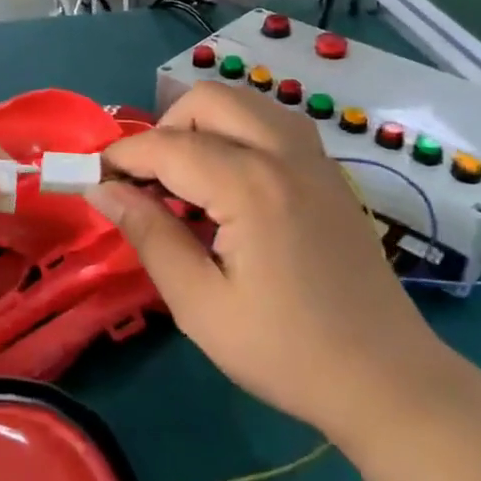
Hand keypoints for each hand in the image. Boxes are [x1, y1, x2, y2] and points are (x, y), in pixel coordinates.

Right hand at [89, 81, 454, 449]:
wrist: (387, 381)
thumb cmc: (285, 351)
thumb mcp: (200, 305)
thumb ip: (148, 235)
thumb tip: (102, 190)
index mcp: (250, 185)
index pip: (167, 145)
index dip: (122, 156)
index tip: (94, 178)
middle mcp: (284, 153)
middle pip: (207, 99)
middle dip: (165, 128)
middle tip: (148, 181)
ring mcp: (315, 158)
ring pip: (244, 102)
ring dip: (203, 125)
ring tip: (186, 180)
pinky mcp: (329, 173)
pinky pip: (273, 123)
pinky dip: (237, 133)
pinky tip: (230, 185)